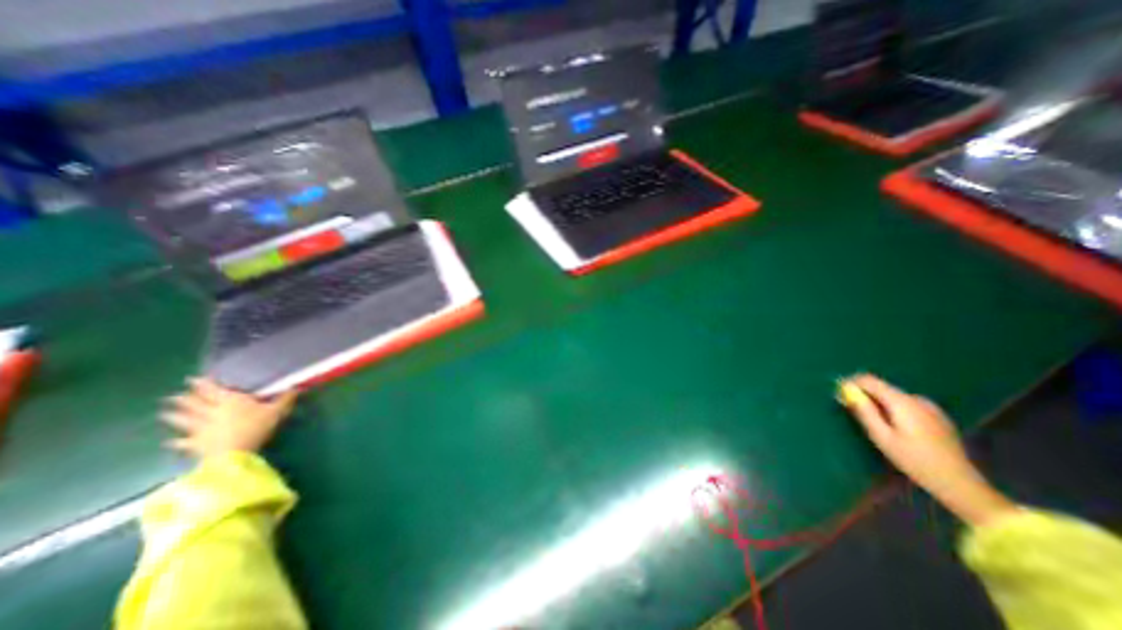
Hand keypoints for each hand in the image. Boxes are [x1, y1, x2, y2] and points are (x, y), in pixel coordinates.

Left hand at [160, 376, 296, 458]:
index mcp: (230, 401)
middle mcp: (211, 411)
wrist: (234, 453)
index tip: (192, 379)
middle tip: (173, 395)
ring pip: (185, 420)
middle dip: (184, 398)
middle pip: (195, 403)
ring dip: (174, 416)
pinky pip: (183, 442)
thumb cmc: (256, 427)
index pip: (213, 389)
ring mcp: (200, 429)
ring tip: (164, 413)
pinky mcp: (196, 445)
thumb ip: (285, 398)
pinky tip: (170, 442)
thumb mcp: (277, 411)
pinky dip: (176, 442)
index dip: (203, 384)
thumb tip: (297, 386)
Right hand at [841, 375, 1018, 526]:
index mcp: (902, 402)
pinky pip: (906, 404)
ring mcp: (930, 406)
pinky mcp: (936, 415)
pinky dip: (893, 408)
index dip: (851, 383)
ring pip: (893, 396)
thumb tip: (847, 391)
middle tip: (852, 410)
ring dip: (878, 402)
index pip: (869, 380)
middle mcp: (916, 399)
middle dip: (864, 394)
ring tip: (874, 421)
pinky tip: (895, 427)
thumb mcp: (881, 436)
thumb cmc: (913, 460)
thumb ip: (864, 411)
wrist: (959, 482)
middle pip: (882, 387)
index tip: (839, 394)